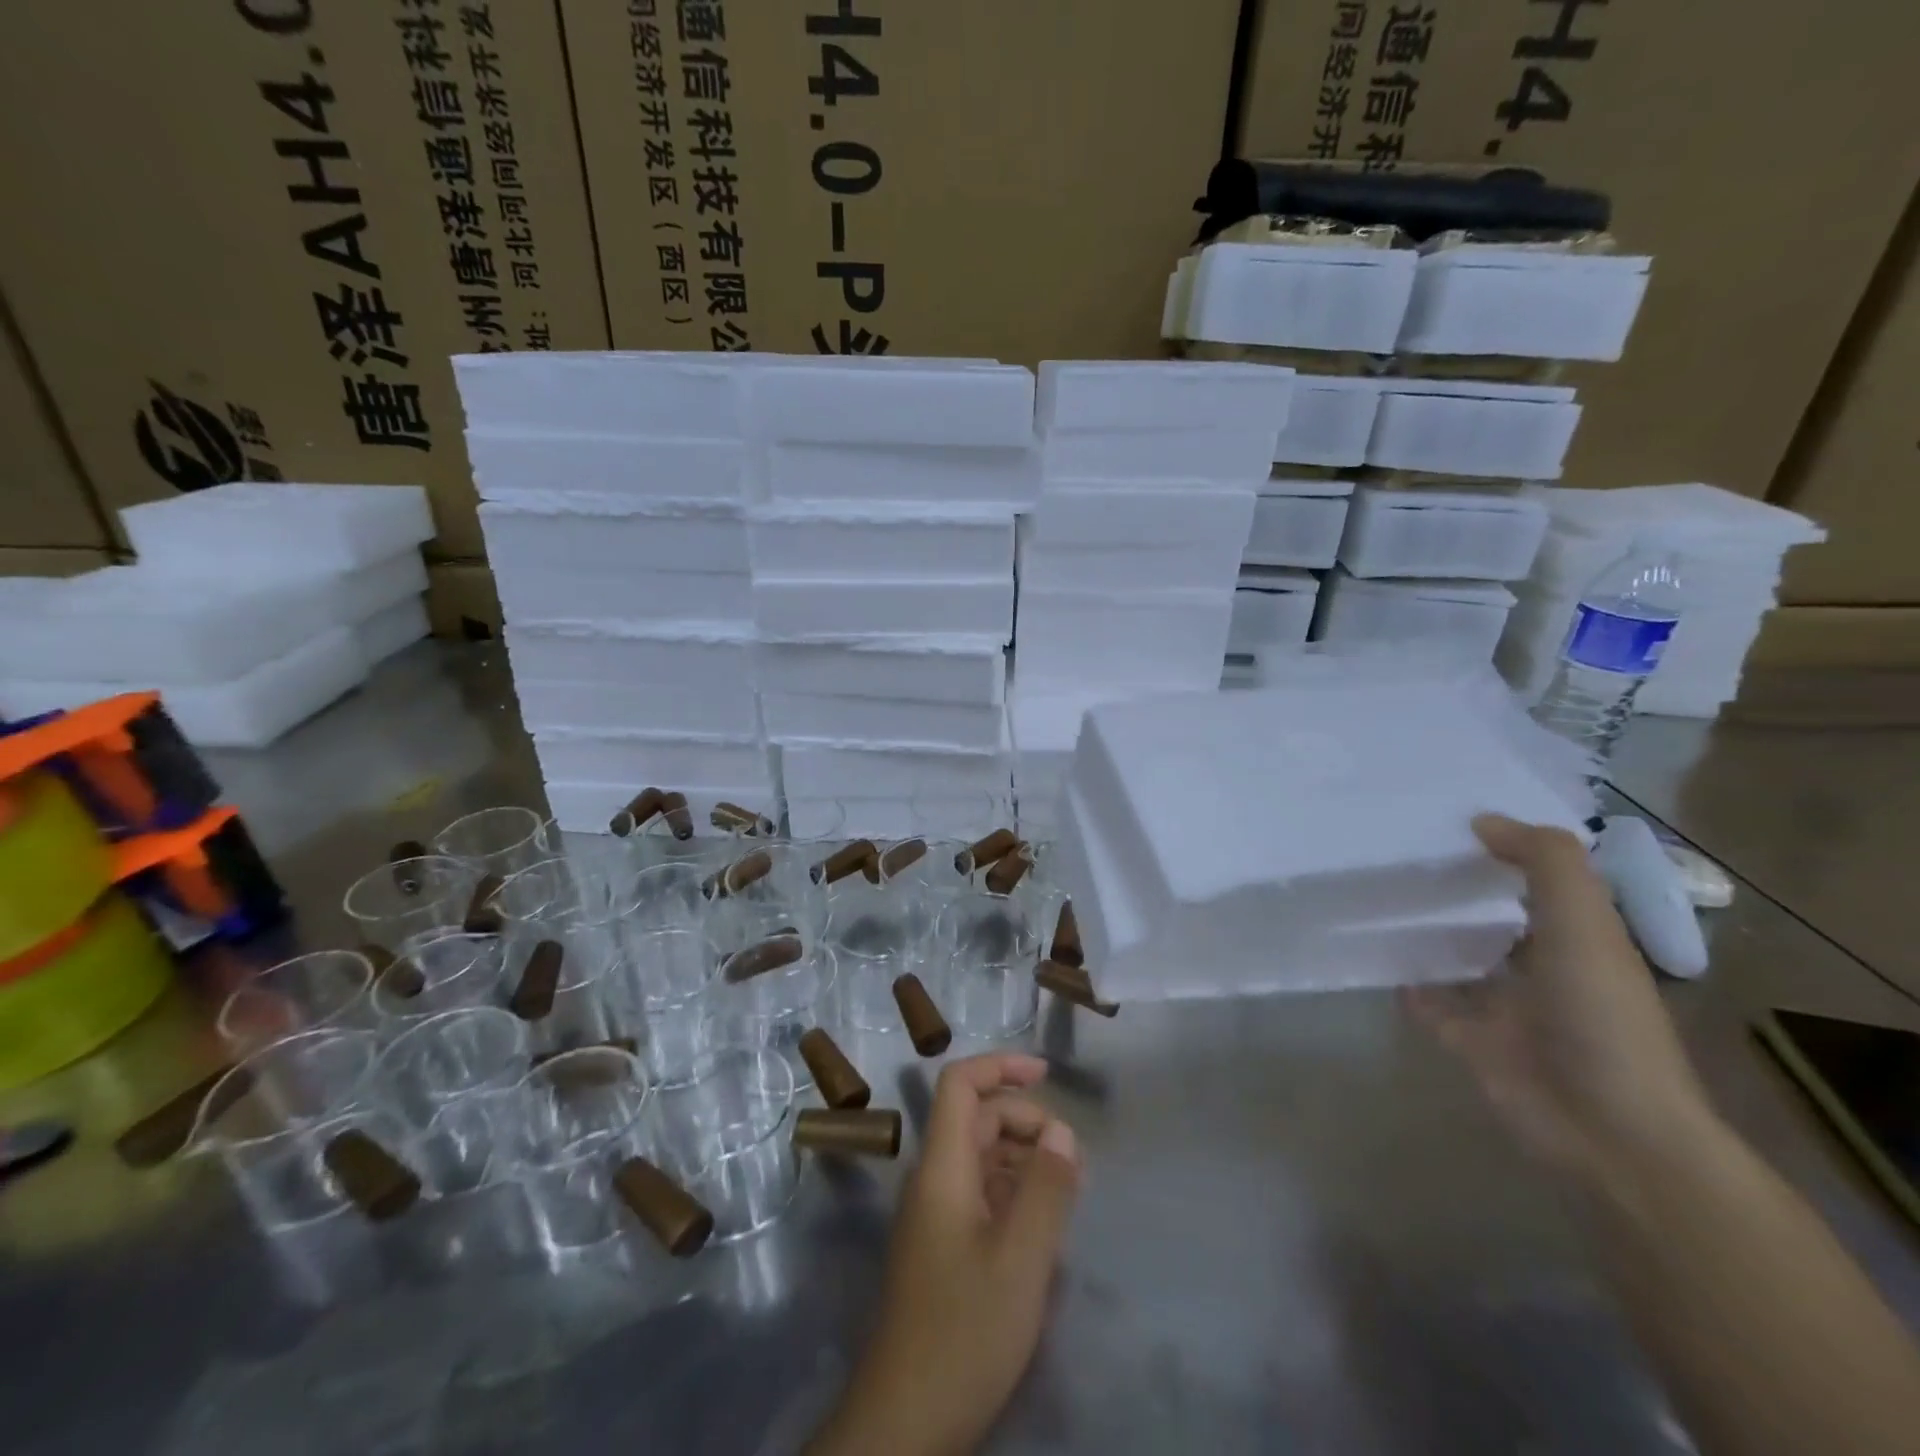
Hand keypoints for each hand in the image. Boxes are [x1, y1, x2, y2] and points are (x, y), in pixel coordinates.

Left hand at [807, 1053, 1081, 1455]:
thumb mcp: (1021, 1260)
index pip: (959, 1084)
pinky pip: (980, 1193)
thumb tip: (1063, 1131)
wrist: (905, 1422)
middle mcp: (933, 1179)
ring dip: (1023, 1156)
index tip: (1045, 1073)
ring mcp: (935, 1214)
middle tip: (1072, 1155)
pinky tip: (1043, 1219)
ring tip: (1068, 1185)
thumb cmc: (964, 1331)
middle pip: (976, 1119)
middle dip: (1025, 1120)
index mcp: (942, 1167)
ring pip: (980, 1157)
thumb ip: (1046, 1189)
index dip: (1000, 1065)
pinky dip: (1013, 1190)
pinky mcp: (943, 1246)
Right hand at [1406, 814, 1719, 1180]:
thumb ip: (1545, 862)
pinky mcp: (1468, 1039)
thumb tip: (1482, 821)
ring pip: (1457, 956)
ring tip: (1374, 891)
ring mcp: (1504, 1006)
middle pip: (1493, 915)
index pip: (1541, 879)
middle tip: (1398, 849)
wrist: (1606, 1128)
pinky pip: (1427, 1000)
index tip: (1453, 815)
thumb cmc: (1601, 1016)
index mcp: (1579, 937)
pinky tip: (1370, 952)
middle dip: (1456, 887)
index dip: (1506, 847)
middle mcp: (1542, 966)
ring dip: (1426, 932)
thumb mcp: (1585, 923)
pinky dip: (1404, 981)